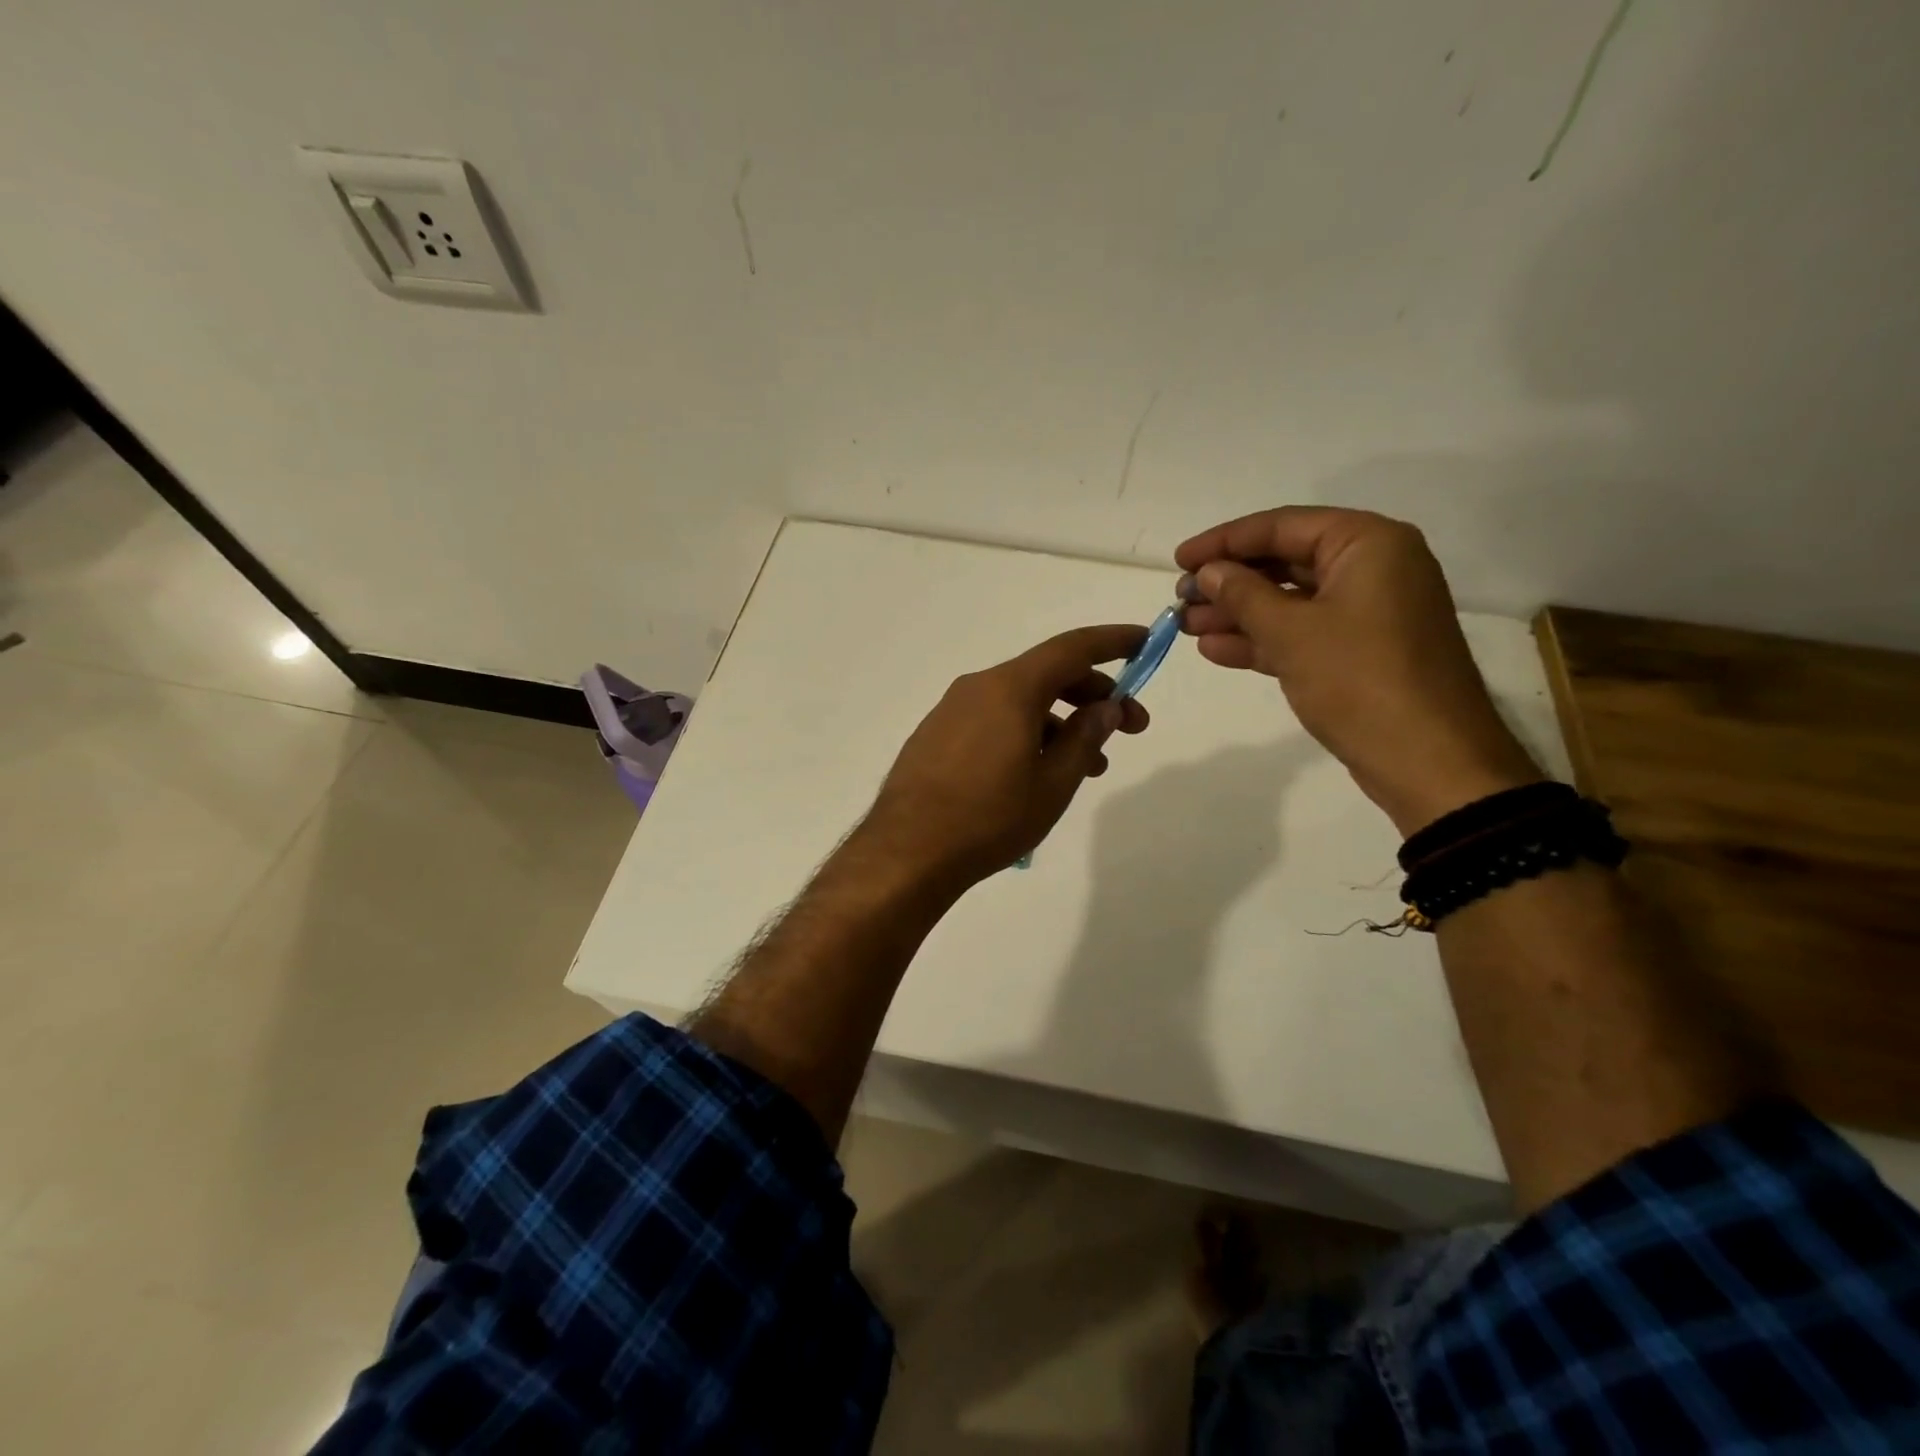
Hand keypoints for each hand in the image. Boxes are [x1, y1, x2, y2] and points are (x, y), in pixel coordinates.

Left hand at [863, 625, 1151, 887]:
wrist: (907, 852)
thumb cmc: (990, 818)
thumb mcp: (1053, 783)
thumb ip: (1084, 738)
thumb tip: (1105, 707)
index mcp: (1010, 688)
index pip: (1071, 649)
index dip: (1113, 642)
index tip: (1145, 641)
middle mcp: (978, 687)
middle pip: (1046, 674)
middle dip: (1093, 695)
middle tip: (1131, 728)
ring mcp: (952, 710)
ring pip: (1019, 701)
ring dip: (1061, 722)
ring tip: (1089, 765)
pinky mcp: (936, 735)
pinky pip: (993, 719)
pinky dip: (1026, 732)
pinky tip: (1038, 771)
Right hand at [1174, 507, 1540, 833]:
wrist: (1428, 760)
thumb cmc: (1359, 680)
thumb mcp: (1291, 632)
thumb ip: (1243, 594)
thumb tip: (1209, 572)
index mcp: (1368, 544)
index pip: (1282, 527)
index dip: (1224, 542)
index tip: (1178, 560)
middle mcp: (1372, 568)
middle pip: (1285, 562)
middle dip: (1229, 582)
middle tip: (1180, 599)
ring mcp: (1368, 613)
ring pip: (1290, 602)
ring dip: (1237, 614)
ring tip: (1186, 626)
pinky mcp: (1360, 652)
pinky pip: (1303, 633)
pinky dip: (1262, 640)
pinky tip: (1216, 650)